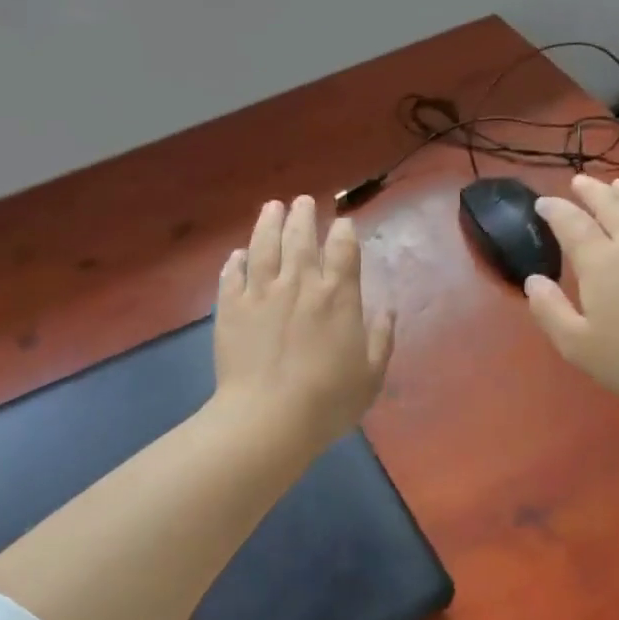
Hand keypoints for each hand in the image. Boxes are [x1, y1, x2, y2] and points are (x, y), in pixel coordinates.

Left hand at [213, 195, 394, 452]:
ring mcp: (261, 292)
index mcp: (338, 296)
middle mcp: (299, 283)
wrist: (268, 418)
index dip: (343, 231)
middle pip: (301, 237)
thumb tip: (387, 311)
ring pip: (264, 245)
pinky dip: (236, 261)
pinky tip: (238, 254)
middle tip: (302, 201)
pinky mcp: (230, 307)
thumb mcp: (371, 375)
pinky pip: (232, 275)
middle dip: (303, 215)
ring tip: (272, 207)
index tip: (342, 224)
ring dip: (269, 222)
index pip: (343, 249)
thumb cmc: (328, 400)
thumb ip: (381, 339)